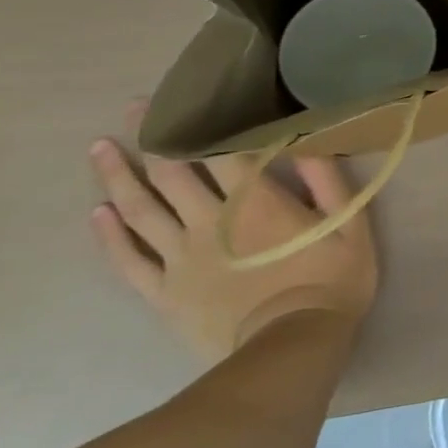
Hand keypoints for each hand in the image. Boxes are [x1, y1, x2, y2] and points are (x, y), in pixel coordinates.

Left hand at [89, 108, 379, 361]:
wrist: (290, 349)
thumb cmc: (330, 282)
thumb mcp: (350, 224)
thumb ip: (328, 181)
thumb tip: (306, 143)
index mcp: (255, 201)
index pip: (217, 152)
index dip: (194, 122)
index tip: (173, 98)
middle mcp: (209, 222)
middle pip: (171, 173)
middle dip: (150, 138)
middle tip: (131, 110)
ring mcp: (180, 259)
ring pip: (140, 211)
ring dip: (118, 178)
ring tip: (99, 150)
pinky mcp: (165, 294)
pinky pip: (129, 261)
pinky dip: (110, 236)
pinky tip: (97, 214)